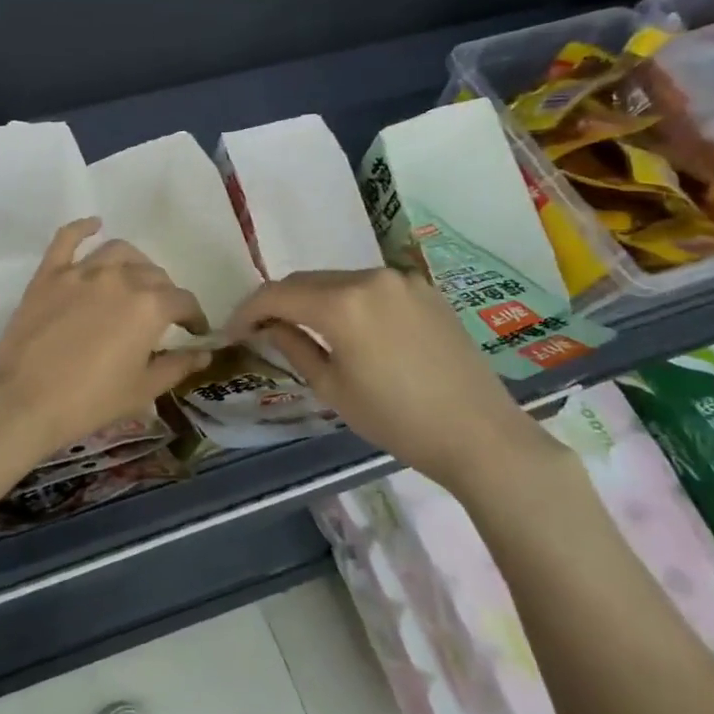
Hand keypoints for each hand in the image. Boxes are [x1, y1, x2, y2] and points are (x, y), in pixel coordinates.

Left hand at [0, 218, 211, 461]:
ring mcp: (81, 272)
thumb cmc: (89, 401)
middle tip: (161, 315)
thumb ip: (178, 366)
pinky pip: (67, 239)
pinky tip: (94, 225)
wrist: (24, 400)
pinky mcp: (49, 274)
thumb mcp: (142, 390)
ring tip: (135, 279)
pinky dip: (83, 228)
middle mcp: (120, 278)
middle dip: (165, 294)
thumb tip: (204, 352)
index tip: (194, 332)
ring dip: (134, 263)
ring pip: (118, 252)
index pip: (183, 301)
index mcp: (149, 306)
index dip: (194, 317)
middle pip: (153, 274)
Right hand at [226, 268, 565, 497]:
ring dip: (313, 300)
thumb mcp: (332, 388)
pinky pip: (370, 287)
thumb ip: (293, 347)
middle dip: (278, 302)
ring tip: (301, 329)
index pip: (277, 294)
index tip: (232, 332)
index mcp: (343, 303)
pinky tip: (347, 328)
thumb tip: (268, 327)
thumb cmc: (397, 420)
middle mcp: (370, 278)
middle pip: (306, 281)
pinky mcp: (425, 290)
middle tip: (260, 330)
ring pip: (338, 281)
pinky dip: (347, 301)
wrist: (481, 434)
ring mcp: (401, 280)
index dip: (247, 311)